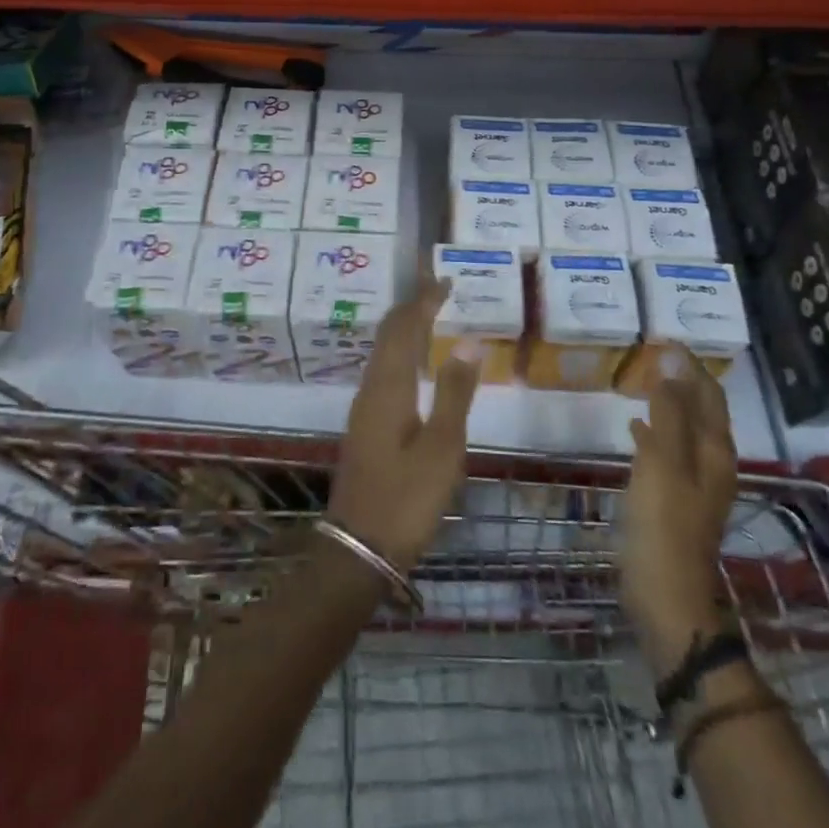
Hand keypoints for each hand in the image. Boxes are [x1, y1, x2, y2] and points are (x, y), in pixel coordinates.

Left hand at [327, 278, 481, 572]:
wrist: (360, 548)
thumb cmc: (407, 498)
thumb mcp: (442, 448)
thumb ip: (455, 392)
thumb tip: (468, 341)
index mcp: (389, 387)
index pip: (405, 328)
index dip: (423, 300)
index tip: (444, 279)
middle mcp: (371, 388)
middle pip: (388, 334)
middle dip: (411, 307)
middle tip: (437, 289)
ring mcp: (364, 407)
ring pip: (383, 352)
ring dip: (405, 328)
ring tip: (430, 316)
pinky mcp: (366, 425)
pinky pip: (384, 370)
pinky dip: (402, 352)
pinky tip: (415, 364)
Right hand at [620, 351, 739, 673]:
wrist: (666, 596)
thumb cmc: (663, 524)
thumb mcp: (664, 461)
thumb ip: (668, 412)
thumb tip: (672, 363)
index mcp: (714, 450)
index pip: (708, 394)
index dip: (690, 365)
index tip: (664, 339)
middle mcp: (712, 463)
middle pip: (702, 411)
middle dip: (682, 380)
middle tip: (653, 355)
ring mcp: (696, 484)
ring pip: (685, 430)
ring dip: (668, 404)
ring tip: (642, 382)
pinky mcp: (677, 500)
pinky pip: (669, 452)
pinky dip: (655, 433)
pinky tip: (634, 429)